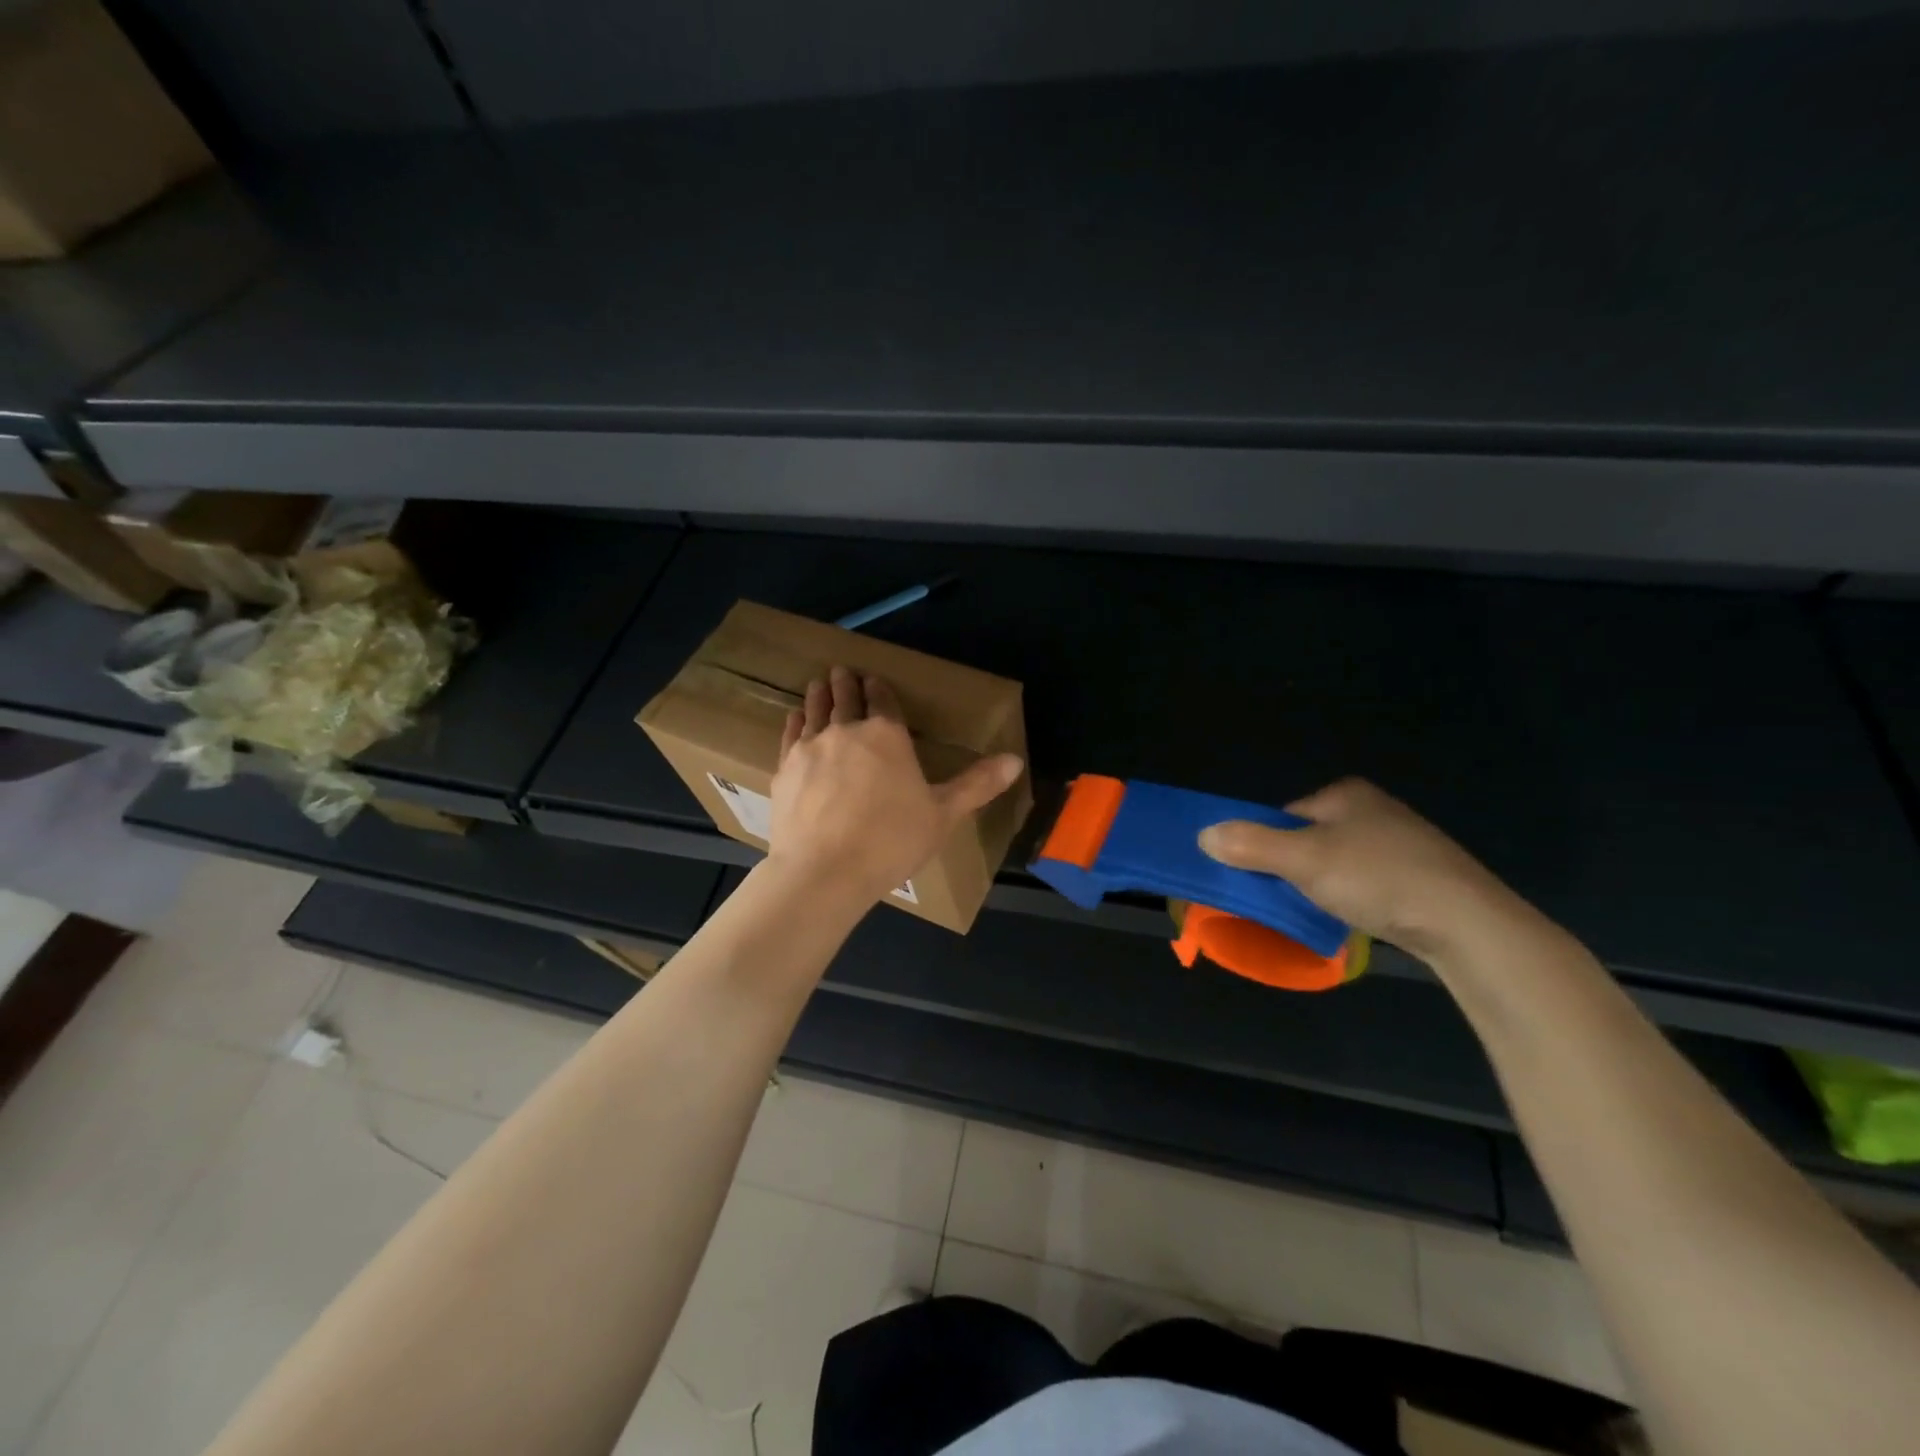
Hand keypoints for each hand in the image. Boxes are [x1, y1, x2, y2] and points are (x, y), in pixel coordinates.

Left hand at [769, 667, 1024, 904]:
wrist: (825, 871)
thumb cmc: (892, 841)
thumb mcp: (943, 815)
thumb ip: (977, 784)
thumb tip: (1016, 761)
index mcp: (887, 735)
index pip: (883, 700)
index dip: (879, 688)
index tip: (873, 679)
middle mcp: (847, 731)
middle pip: (846, 698)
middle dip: (846, 683)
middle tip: (842, 671)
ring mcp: (811, 748)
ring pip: (815, 710)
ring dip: (819, 694)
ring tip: (818, 683)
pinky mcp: (785, 770)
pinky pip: (791, 736)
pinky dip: (795, 722)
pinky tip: (794, 718)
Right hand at [1198, 778, 1522, 961]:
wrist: (1467, 923)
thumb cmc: (1377, 878)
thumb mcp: (1303, 859)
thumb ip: (1250, 844)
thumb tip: (1203, 834)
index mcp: (1345, 794)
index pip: (1284, 816)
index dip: (1266, 846)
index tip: (1263, 877)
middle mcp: (1373, 809)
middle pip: (1309, 839)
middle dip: (1295, 868)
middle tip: (1291, 898)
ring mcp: (1402, 842)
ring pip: (1339, 863)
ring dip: (1325, 886)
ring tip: (1325, 912)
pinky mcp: (1422, 875)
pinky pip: (1368, 882)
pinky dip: (1356, 898)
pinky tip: (1360, 916)